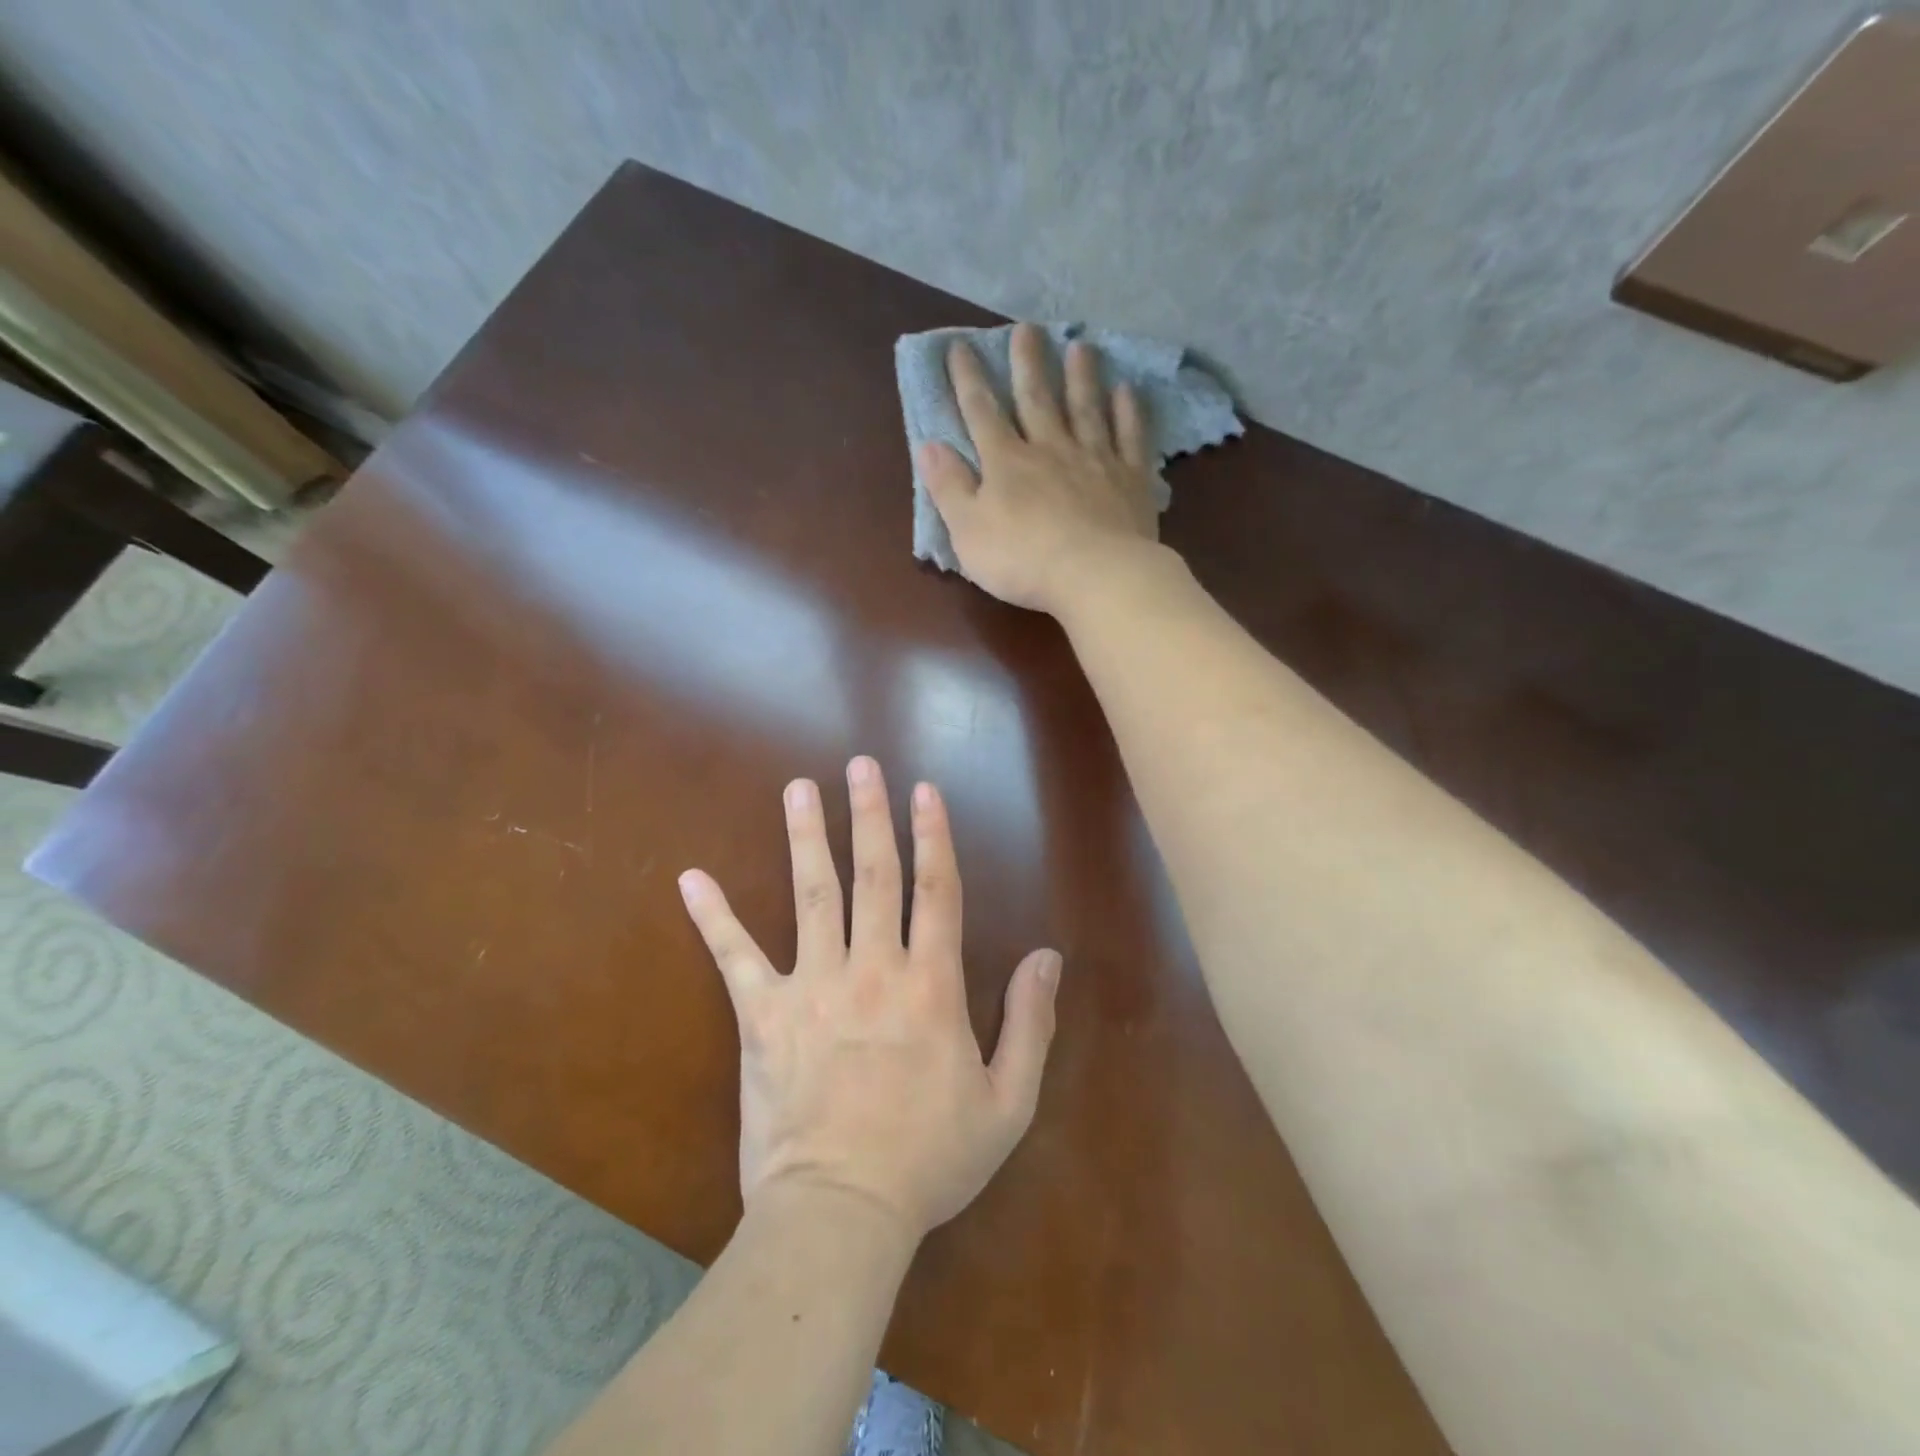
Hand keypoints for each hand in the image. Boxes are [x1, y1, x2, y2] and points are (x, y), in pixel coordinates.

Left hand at [678, 756, 1061, 1241]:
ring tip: (799, 790)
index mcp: (931, 984)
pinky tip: (690, 879)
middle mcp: (872, 967)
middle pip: (874, 874)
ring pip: (811, 894)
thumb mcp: (1007, 1102)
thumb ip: (1031, 1023)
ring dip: (807, 837)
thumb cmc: (930, 1159)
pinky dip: (713, 917)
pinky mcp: (763, 1016)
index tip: (924, 790)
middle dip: (870, 814)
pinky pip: (734, 957)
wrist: (841, 1213)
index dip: (933, 835)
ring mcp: (813, 986)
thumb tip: (1048, 957)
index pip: (936, 889)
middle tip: (861, 764)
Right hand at [920, 321, 1163, 614]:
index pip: (981, 412)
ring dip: (1081, 377)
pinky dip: (1128, 412)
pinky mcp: (1130, 479)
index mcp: (1006, 463)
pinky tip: (1128, 391)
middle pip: (1036, 398)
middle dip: (1028, 363)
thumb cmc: (1022, 560)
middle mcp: (1050, 449)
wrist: (1095, 576)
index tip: (960, 347)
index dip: (968, 380)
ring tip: (1081, 346)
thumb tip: (929, 445)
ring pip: (1085, 409)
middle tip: (1027, 327)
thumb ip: (949, 487)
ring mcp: (1094, 460)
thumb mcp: (967, 531)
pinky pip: (1129, 437)